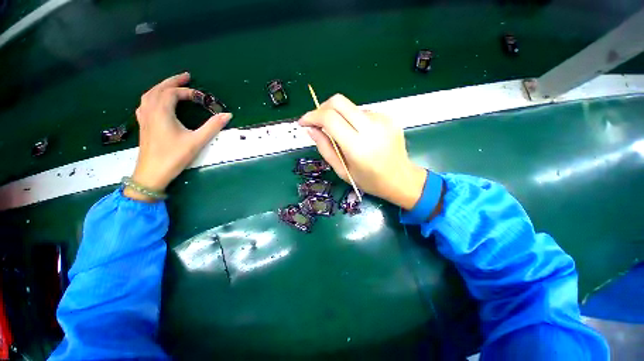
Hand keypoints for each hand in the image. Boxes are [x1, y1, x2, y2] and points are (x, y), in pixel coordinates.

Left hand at [125, 72, 231, 201]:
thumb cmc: (174, 156)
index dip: (188, 92)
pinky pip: (145, 104)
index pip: (173, 93)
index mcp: (162, 112)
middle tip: (186, 77)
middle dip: (172, 81)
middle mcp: (150, 111)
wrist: (151, 174)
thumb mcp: (196, 141)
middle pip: (159, 89)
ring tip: (172, 86)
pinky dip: (153, 97)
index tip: (201, 97)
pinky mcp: (143, 126)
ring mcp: (144, 118)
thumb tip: (228, 115)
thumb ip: (212, 126)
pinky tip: (157, 101)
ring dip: (161, 87)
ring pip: (149, 95)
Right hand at [299, 94, 426, 209]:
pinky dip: (354, 120)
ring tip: (343, 135)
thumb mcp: (342, 170)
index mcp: (357, 147)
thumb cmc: (369, 181)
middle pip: (339, 102)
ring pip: (350, 107)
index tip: (304, 122)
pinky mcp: (389, 117)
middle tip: (318, 122)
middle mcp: (371, 128)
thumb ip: (325, 148)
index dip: (312, 116)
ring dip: (340, 117)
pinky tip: (359, 135)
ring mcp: (382, 120)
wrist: (401, 179)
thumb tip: (311, 129)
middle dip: (322, 108)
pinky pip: (363, 112)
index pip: (329, 118)